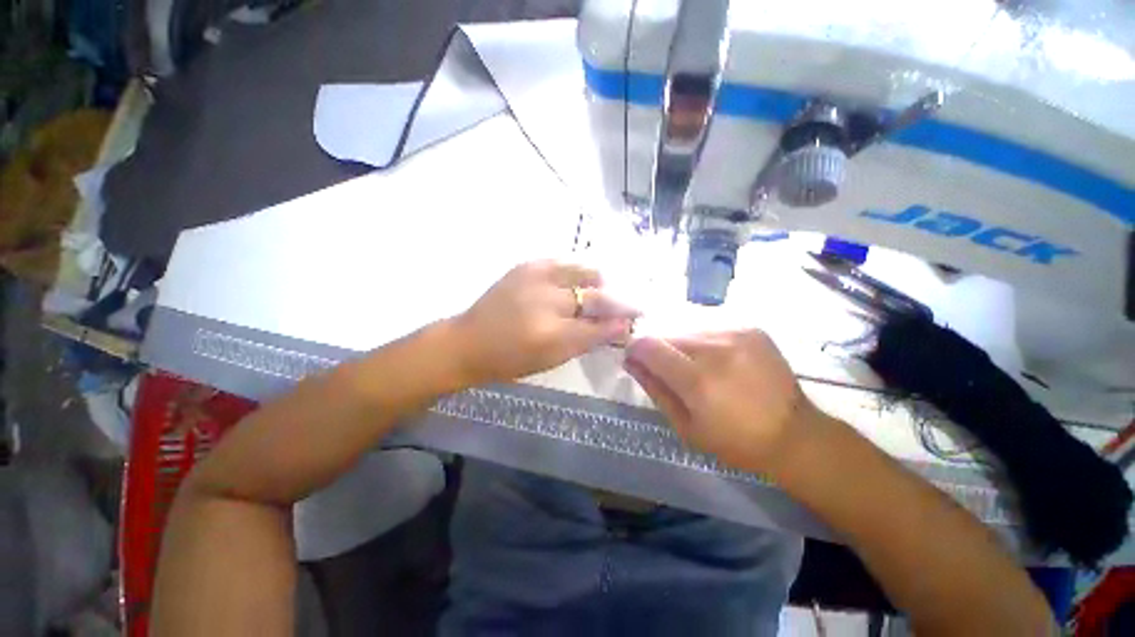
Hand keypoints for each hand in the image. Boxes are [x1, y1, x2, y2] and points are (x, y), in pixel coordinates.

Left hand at [454, 260, 638, 383]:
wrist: (469, 340)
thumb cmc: (510, 360)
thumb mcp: (551, 360)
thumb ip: (587, 342)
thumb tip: (617, 328)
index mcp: (552, 336)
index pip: (601, 328)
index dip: (621, 325)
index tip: (634, 323)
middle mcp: (547, 303)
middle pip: (597, 297)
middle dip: (620, 303)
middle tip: (631, 306)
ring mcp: (536, 278)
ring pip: (585, 272)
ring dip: (600, 283)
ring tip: (603, 291)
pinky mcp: (527, 265)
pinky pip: (564, 262)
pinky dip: (579, 271)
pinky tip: (579, 281)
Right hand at [624, 330, 819, 475]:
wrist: (794, 434)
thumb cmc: (734, 441)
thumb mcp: (685, 426)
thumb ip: (654, 389)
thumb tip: (630, 361)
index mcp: (698, 380)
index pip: (649, 346)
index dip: (636, 350)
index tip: (636, 360)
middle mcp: (716, 349)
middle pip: (667, 334)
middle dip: (660, 350)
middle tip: (670, 370)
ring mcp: (737, 334)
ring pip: (688, 329)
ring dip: (682, 345)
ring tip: (696, 366)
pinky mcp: (751, 328)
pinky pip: (710, 327)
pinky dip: (703, 341)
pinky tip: (717, 360)